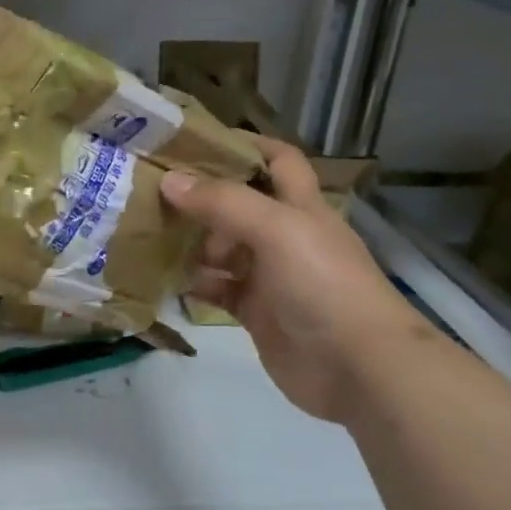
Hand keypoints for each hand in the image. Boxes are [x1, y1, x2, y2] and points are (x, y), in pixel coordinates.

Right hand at [160, 135, 424, 422]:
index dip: (245, 144)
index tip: (195, 140)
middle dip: (202, 196)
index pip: (277, 160)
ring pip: (224, 248)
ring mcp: (271, 276)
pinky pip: (219, 290)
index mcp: (301, 206)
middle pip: (239, 205)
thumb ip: (223, 202)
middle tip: (153, 190)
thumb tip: (169, 179)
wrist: (360, 369)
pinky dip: (195, 283)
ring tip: (150, 232)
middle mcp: (285, 236)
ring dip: (192, 241)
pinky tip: (167, 278)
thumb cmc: (323, 285)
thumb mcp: (276, 229)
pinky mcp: (258, 313)